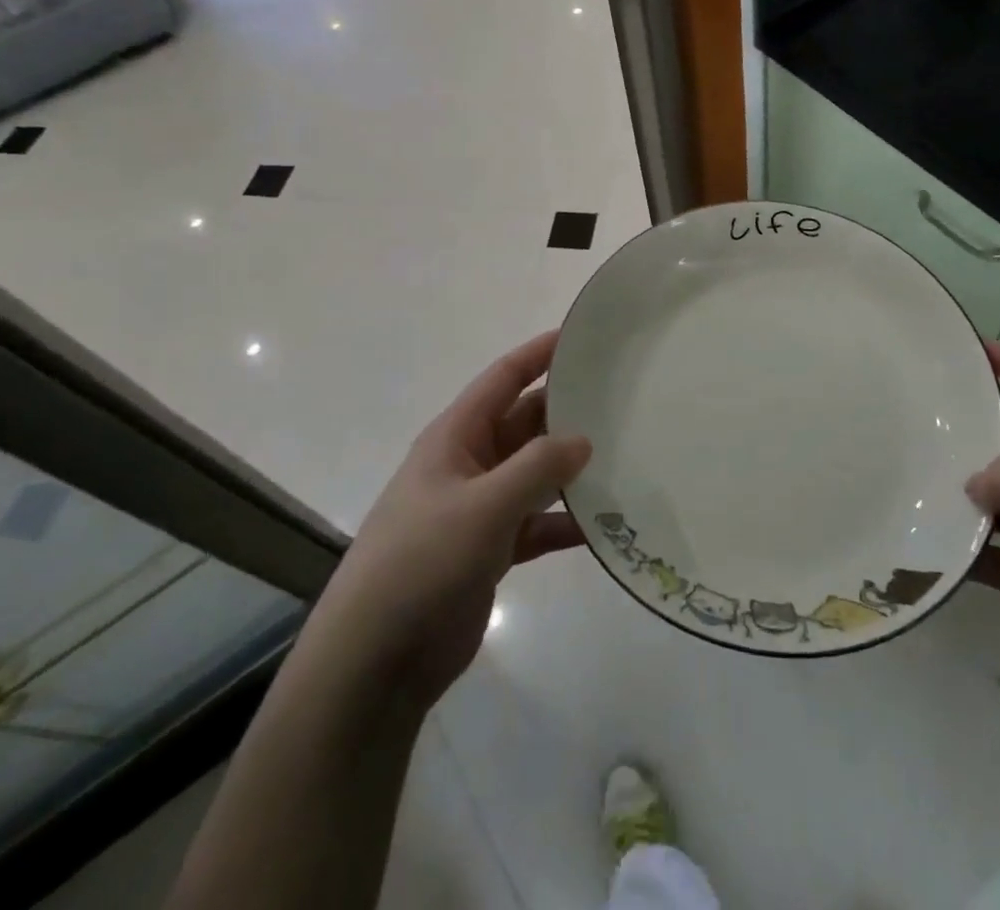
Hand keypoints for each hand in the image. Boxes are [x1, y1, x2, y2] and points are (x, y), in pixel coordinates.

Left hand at [329, 331, 591, 704]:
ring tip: (625, 457)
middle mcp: (468, 464)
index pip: (503, 378)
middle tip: (622, 400)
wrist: (375, 662)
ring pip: (534, 474)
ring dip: (570, 469)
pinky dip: (564, 522)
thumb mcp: (483, 507)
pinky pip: (536, 523)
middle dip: (566, 411)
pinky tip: (603, 527)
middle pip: (525, 423)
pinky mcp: (490, 551)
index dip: (540, 353)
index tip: (583, 337)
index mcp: (455, 437)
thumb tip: (584, 439)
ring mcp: (479, 509)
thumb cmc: (422, 563)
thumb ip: (537, 468)